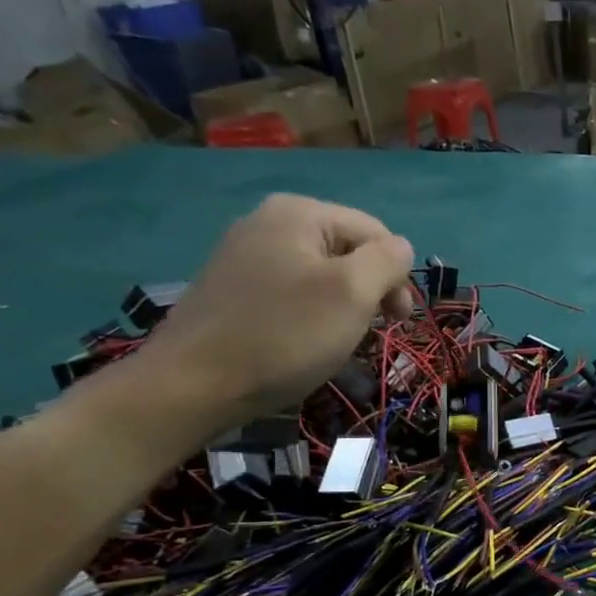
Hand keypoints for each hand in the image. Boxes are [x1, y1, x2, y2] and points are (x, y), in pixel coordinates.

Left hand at [128, 194, 413, 432]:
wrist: (194, 384)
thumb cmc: (285, 335)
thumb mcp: (353, 293)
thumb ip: (388, 261)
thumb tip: (401, 248)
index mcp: (300, 212)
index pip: (376, 232)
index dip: (397, 275)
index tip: (396, 321)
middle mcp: (269, 221)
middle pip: (348, 250)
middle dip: (369, 291)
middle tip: (371, 333)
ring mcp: (245, 254)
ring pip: (322, 274)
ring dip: (343, 307)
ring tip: (336, 341)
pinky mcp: (233, 287)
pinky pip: (292, 291)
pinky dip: (311, 315)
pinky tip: (304, 343)